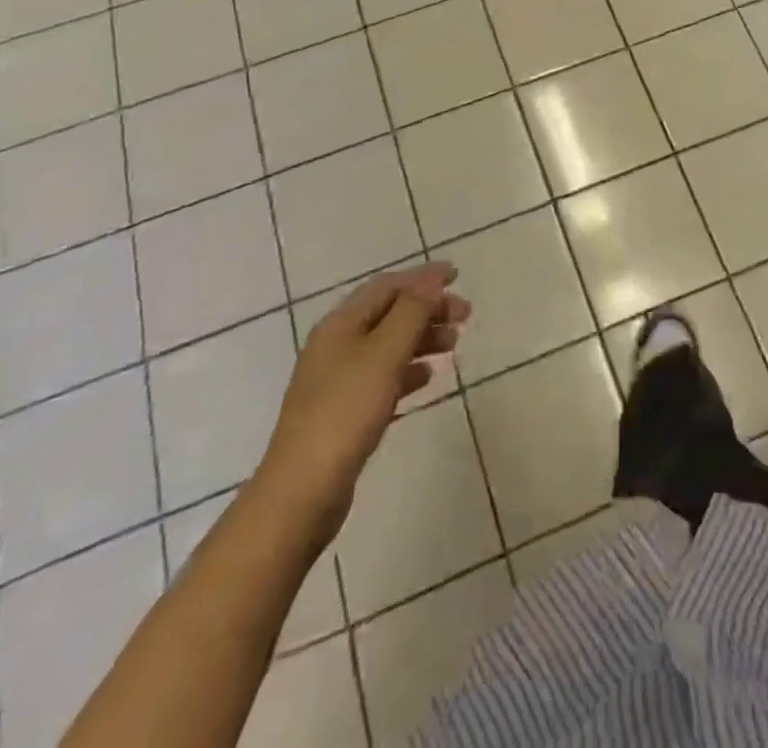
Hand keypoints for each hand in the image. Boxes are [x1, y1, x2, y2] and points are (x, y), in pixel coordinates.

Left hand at [254, 262, 468, 531]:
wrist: (302, 492)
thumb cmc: (345, 412)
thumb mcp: (384, 354)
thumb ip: (411, 313)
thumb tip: (431, 280)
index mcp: (340, 324)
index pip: (387, 286)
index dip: (423, 277)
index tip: (457, 275)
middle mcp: (336, 344)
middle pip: (388, 312)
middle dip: (427, 307)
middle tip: (464, 315)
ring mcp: (337, 379)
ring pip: (388, 344)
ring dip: (422, 337)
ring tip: (454, 345)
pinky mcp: (343, 410)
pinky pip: (383, 375)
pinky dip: (408, 369)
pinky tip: (428, 377)